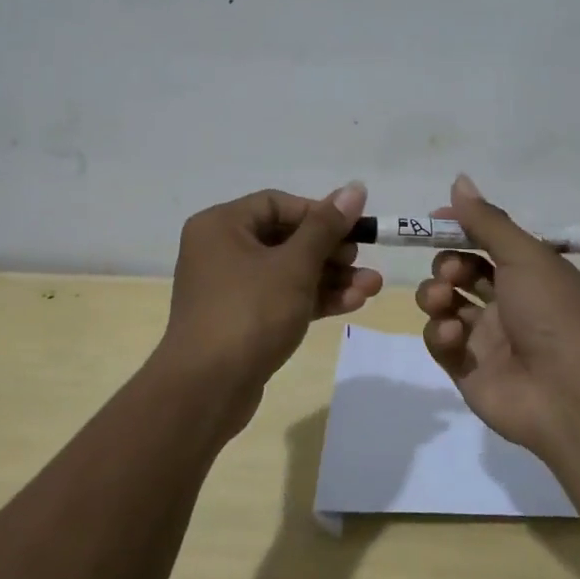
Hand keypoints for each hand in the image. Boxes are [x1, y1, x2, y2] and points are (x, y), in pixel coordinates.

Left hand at [161, 184, 382, 416]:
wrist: (207, 390)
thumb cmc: (249, 313)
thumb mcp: (294, 265)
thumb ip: (326, 227)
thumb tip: (355, 188)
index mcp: (221, 225)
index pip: (278, 204)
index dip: (319, 214)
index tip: (353, 229)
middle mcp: (221, 250)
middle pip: (286, 238)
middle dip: (331, 251)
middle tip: (362, 261)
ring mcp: (231, 288)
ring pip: (288, 272)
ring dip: (330, 278)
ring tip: (372, 287)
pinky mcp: (243, 320)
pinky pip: (282, 298)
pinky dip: (314, 299)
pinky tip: (352, 304)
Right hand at [415, 174, 579, 456]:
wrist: (569, 394)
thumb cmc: (552, 312)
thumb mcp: (525, 255)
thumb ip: (487, 220)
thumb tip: (459, 181)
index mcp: (530, 274)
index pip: (487, 242)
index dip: (461, 229)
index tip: (433, 220)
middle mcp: (508, 303)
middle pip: (461, 272)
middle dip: (447, 263)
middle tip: (451, 270)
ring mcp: (486, 338)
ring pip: (444, 304)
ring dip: (435, 294)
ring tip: (442, 299)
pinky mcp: (466, 369)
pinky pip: (441, 341)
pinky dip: (441, 332)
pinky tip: (453, 334)